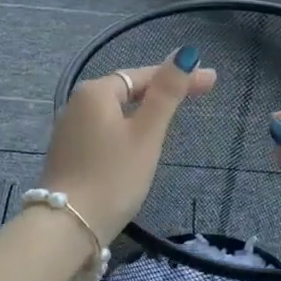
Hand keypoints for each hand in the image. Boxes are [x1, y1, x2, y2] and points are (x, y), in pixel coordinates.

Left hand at [41, 46, 217, 239]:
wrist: (68, 228)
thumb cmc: (113, 177)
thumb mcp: (147, 134)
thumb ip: (167, 93)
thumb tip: (185, 53)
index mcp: (95, 92)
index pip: (144, 76)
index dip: (179, 77)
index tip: (212, 81)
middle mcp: (76, 104)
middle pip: (128, 90)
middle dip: (162, 91)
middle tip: (200, 94)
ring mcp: (69, 130)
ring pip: (115, 112)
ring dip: (144, 110)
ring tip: (173, 114)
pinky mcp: (68, 154)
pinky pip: (104, 131)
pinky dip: (127, 129)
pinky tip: (139, 141)